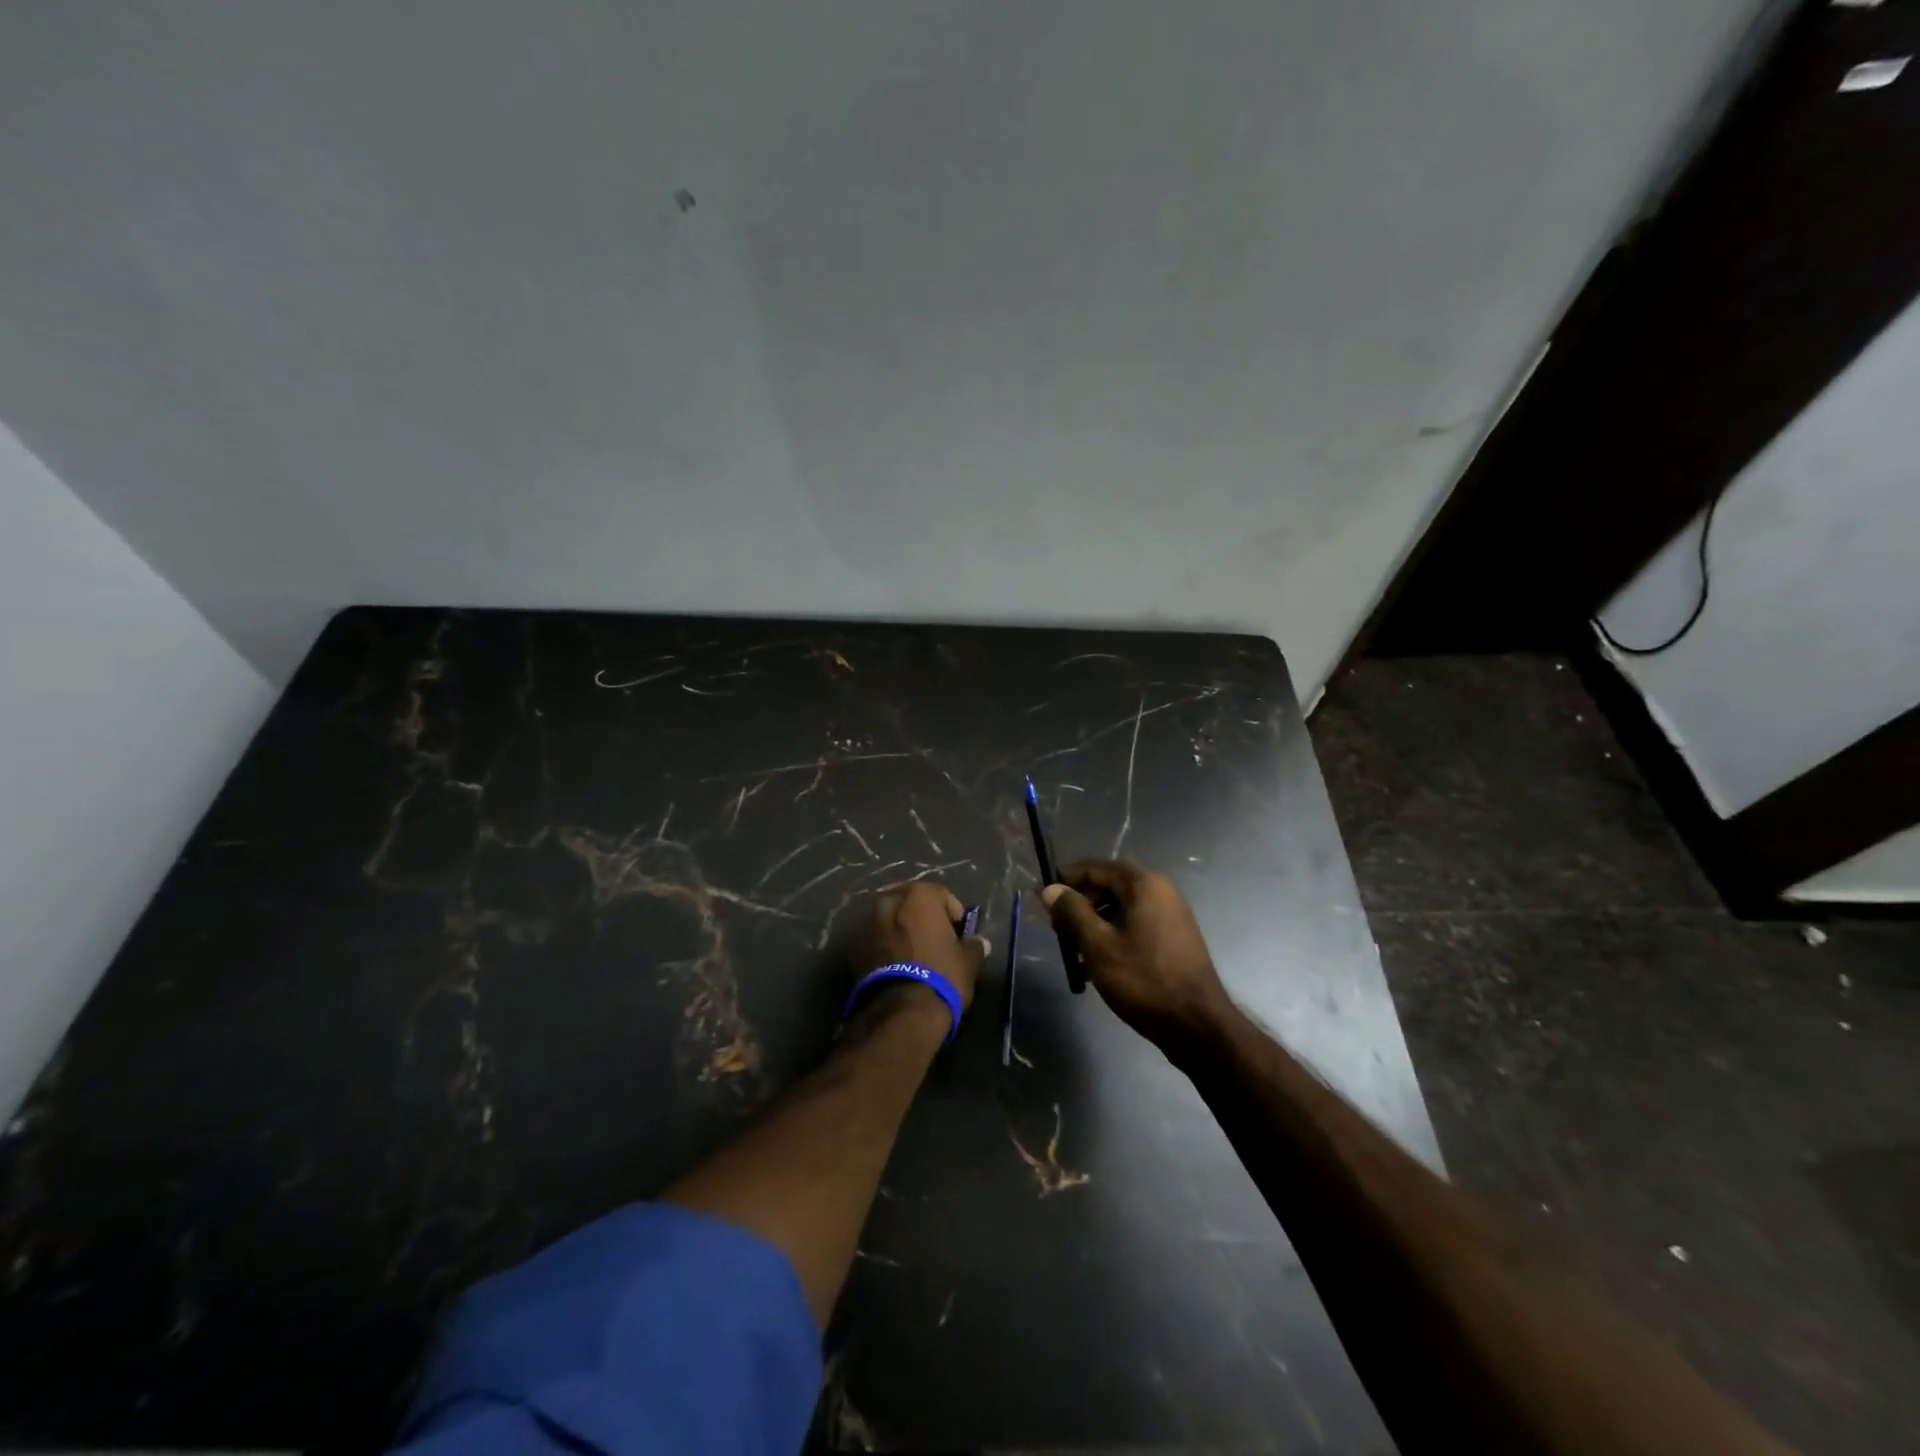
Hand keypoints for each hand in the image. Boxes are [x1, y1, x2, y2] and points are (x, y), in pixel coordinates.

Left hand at [851, 881, 988, 1012]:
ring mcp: (867, 922)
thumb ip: (973, 946)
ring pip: (889, 918)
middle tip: (934, 938)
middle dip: (922, 916)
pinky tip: (895, 965)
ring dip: (900, 929)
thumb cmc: (941, 976)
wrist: (900, 1011)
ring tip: (912, 953)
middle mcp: (890, 900)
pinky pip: (874, 938)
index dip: (953, 913)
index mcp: (919, 895)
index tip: (959, 933)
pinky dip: (884, 945)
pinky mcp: (853, 946)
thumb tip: (979, 942)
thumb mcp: (967, 962)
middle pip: (910, 901)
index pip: (941, 894)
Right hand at [1039, 860, 1231, 1055]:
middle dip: (1079, 907)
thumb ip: (1072, 912)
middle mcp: (1160, 890)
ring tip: (1075, 954)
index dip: (1064, 882)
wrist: (1197, 1025)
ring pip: (1120, 908)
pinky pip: (1135, 925)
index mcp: (1143, 883)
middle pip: (1107, 886)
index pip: (1093, 868)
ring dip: (1094, 925)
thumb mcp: (1098, 945)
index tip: (1041, 902)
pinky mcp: (1174, 937)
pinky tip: (1099, 965)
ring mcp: (1170, 914)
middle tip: (1058, 933)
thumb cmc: (1143, 980)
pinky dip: (1114, 936)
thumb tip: (1050, 889)